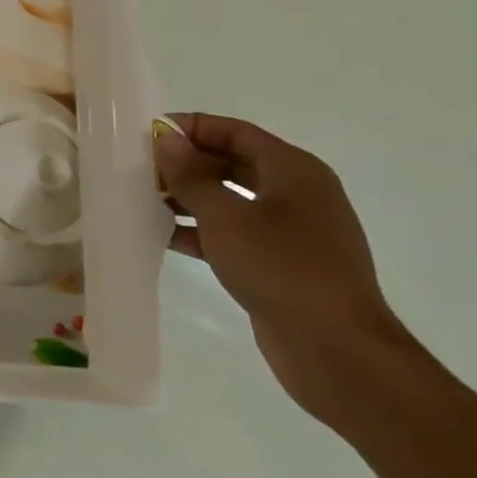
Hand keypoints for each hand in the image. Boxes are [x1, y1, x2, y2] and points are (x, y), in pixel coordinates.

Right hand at [154, 113, 418, 423]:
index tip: (146, 134)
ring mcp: (290, 231)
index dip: (190, 127)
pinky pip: (233, 233)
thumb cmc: (282, 267)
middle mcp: (296, 193)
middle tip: (139, 170)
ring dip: (188, 198)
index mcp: (294, 171)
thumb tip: (165, 139)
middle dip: (185, 164)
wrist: (337, 350)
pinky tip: (163, 237)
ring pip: (229, 199)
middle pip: (231, 162)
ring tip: (142, 201)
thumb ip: (190, 175)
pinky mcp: (280, 263)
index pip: (234, 131)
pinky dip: (200, 230)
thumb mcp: (226, 215)